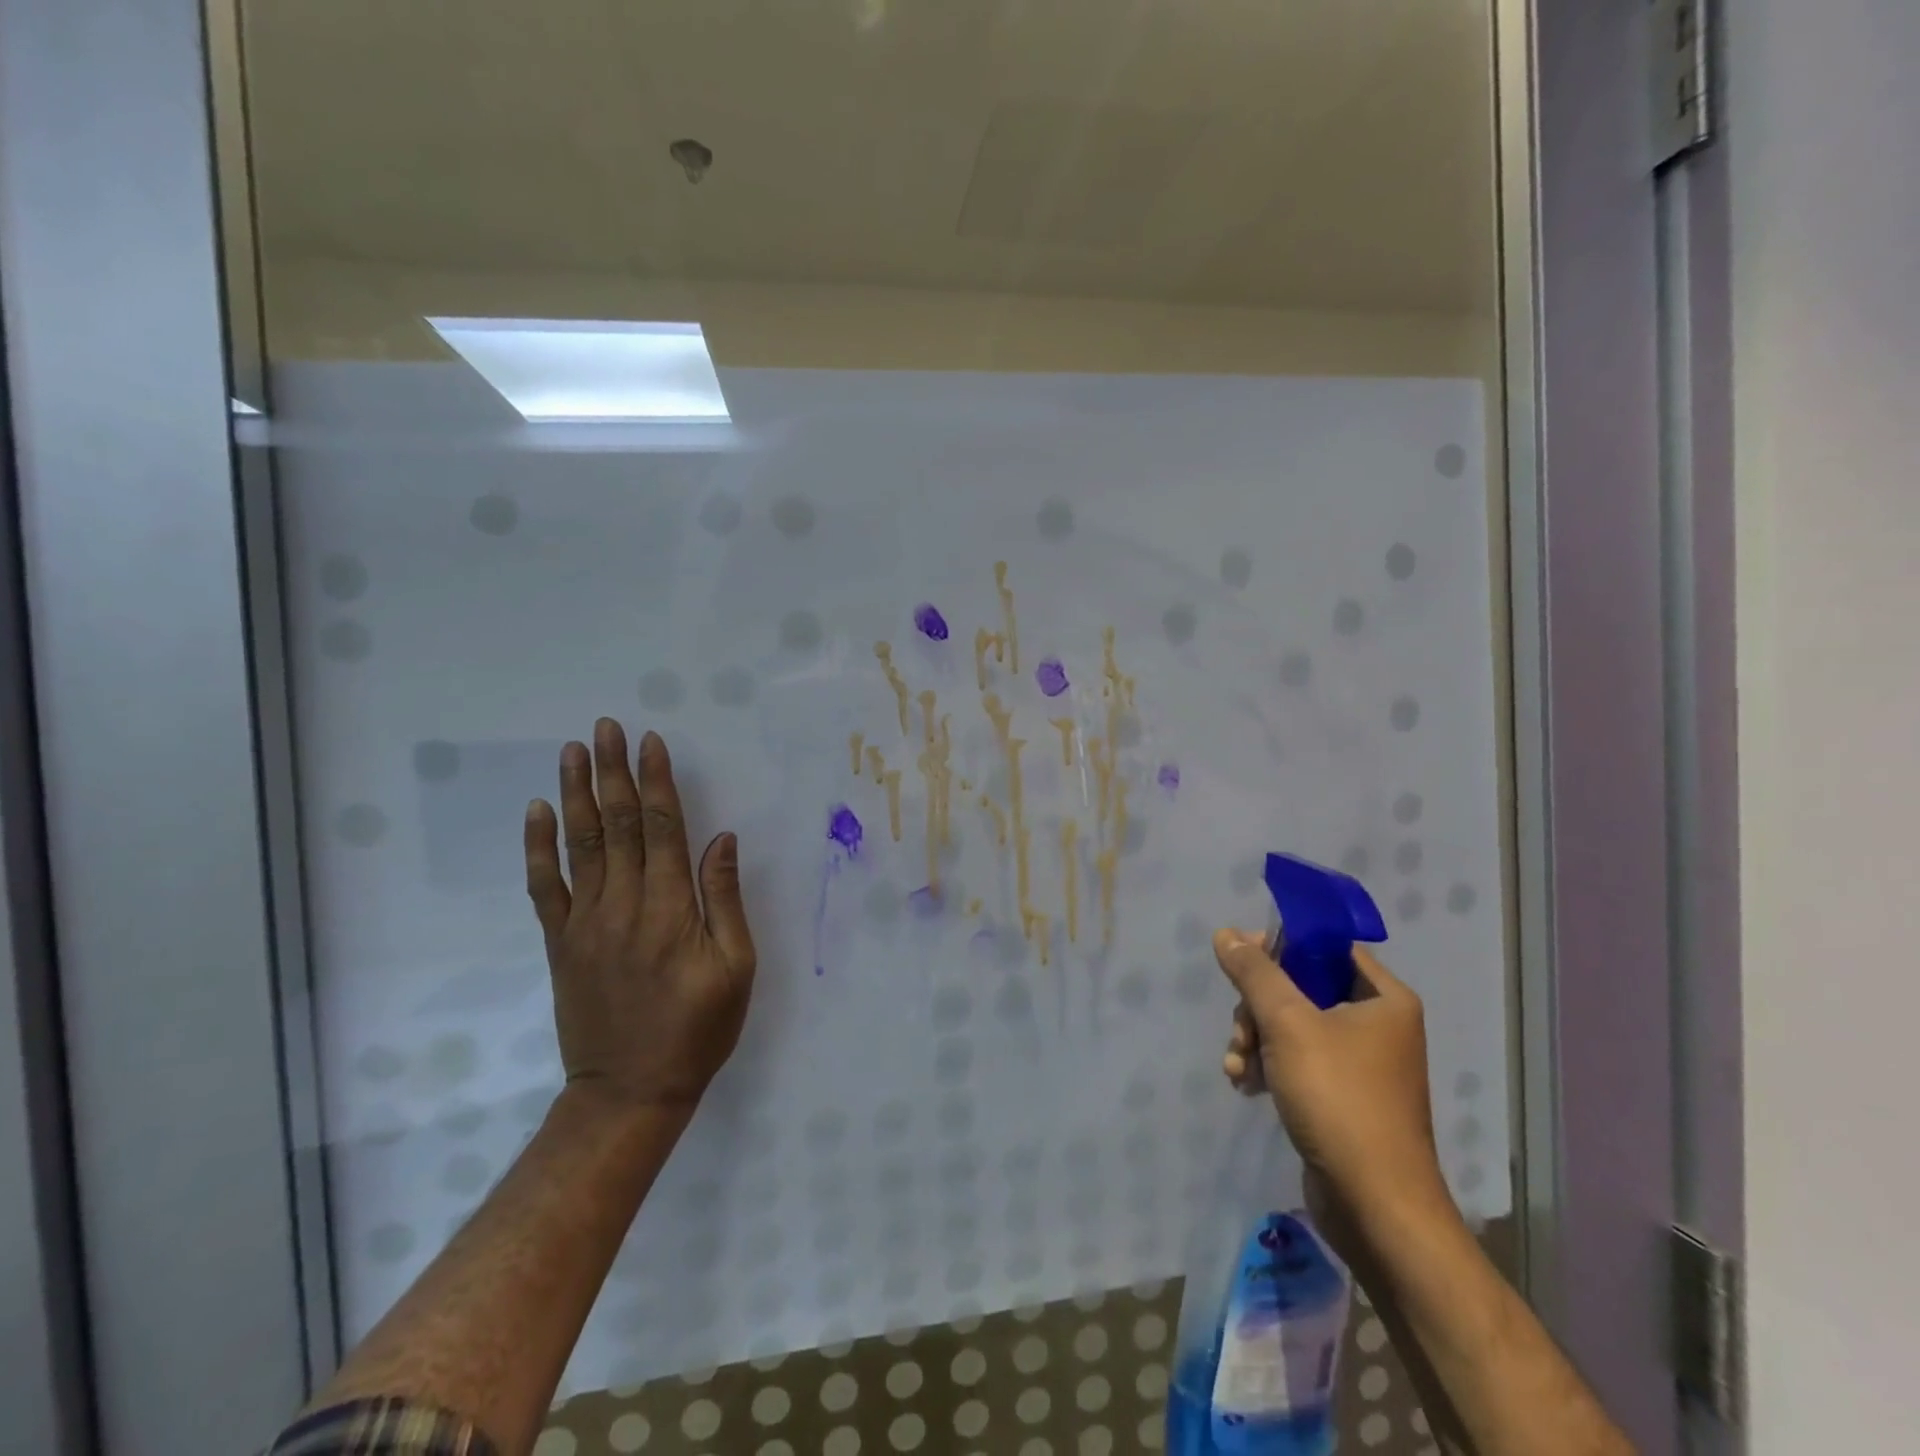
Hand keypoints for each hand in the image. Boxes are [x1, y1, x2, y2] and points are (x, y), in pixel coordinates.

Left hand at [525, 720, 756, 1114]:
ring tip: (573, 751)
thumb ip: (725, 900)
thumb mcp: (736, 968)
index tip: (651, 741)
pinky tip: (538, 811)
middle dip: (613, 771)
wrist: (629, 1091)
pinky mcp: (560, 942)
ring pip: (579, 844)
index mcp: (670, 909)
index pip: (661, 828)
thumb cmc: (697, 1028)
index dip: (656, 782)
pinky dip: (539, 847)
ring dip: (576, 793)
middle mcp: (624, 904)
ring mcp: (585, 922)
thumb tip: (721, 839)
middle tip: (607, 727)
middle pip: (617, 824)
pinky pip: (545, 886)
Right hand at [1215, 930, 1452, 1237]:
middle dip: (1258, 1007)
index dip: (1280, 946)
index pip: (1326, 946)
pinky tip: (1244, 1084)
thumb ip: (1254, 973)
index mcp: (1384, 998)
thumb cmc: (1340, 1099)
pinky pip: (1296, 1060)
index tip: (1241, 960)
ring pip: (1291, 1025)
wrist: (1376, 1206)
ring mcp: (1360, 1063)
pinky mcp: (1343, 1096)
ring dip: (1255, 1039)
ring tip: (1237, 1066)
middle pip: (1300, 987)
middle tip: (1241, 1031)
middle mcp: (1378, 1024)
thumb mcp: (1288, 1023)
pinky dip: (1268, 1066)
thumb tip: (1226, 933)